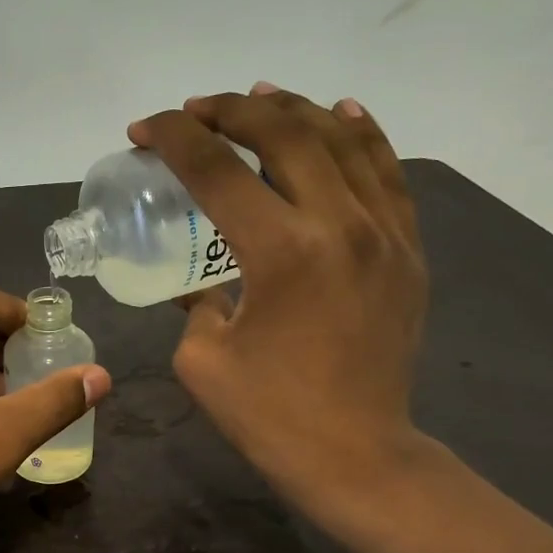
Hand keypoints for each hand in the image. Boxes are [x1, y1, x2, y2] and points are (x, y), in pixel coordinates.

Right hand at [129, 83, 429, 523]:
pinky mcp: (407, 250)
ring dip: (293, 109)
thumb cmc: (270, 416)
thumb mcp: (203, 359)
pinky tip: (341, 114)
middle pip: (284, 133)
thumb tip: (206, 282)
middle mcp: (340, 224)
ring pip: (342, 139)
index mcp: (281, 252)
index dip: (174, 138)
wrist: (357, 455)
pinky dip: (361, 135)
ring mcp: (385, 233)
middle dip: (230, 110)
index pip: (218, 169)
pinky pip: (387, 172)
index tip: (144, 130)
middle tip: (195, 112)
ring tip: (258, 98)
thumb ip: (197, 303)